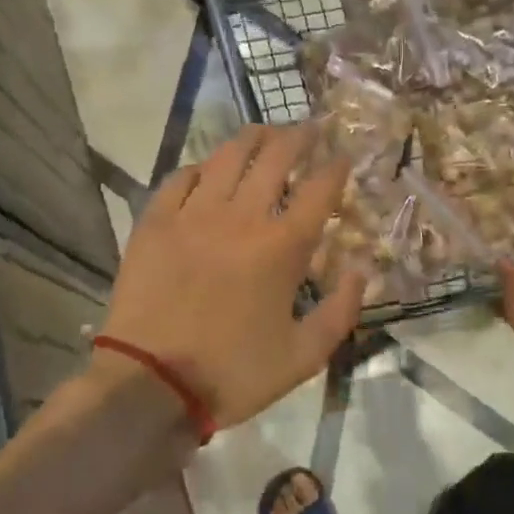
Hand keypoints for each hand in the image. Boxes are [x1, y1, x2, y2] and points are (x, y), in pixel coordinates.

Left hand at [99, 124, 362, 428]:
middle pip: (276, 157)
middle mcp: (241, 217)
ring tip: (265, 132)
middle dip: (299, 136)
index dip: (336, 166)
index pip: (320, 189)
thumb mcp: (304, 356)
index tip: (344, 155)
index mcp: (282, 246)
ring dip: (252, 138)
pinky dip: (200, 168)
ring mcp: (194, 214)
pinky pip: (181, 178)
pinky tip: (208, 169)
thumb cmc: (233, 373)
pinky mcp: (155, 222)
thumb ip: (341, 311)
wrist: (151, 385)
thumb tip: (362, 271)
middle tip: (310, 128)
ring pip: (227, 156)